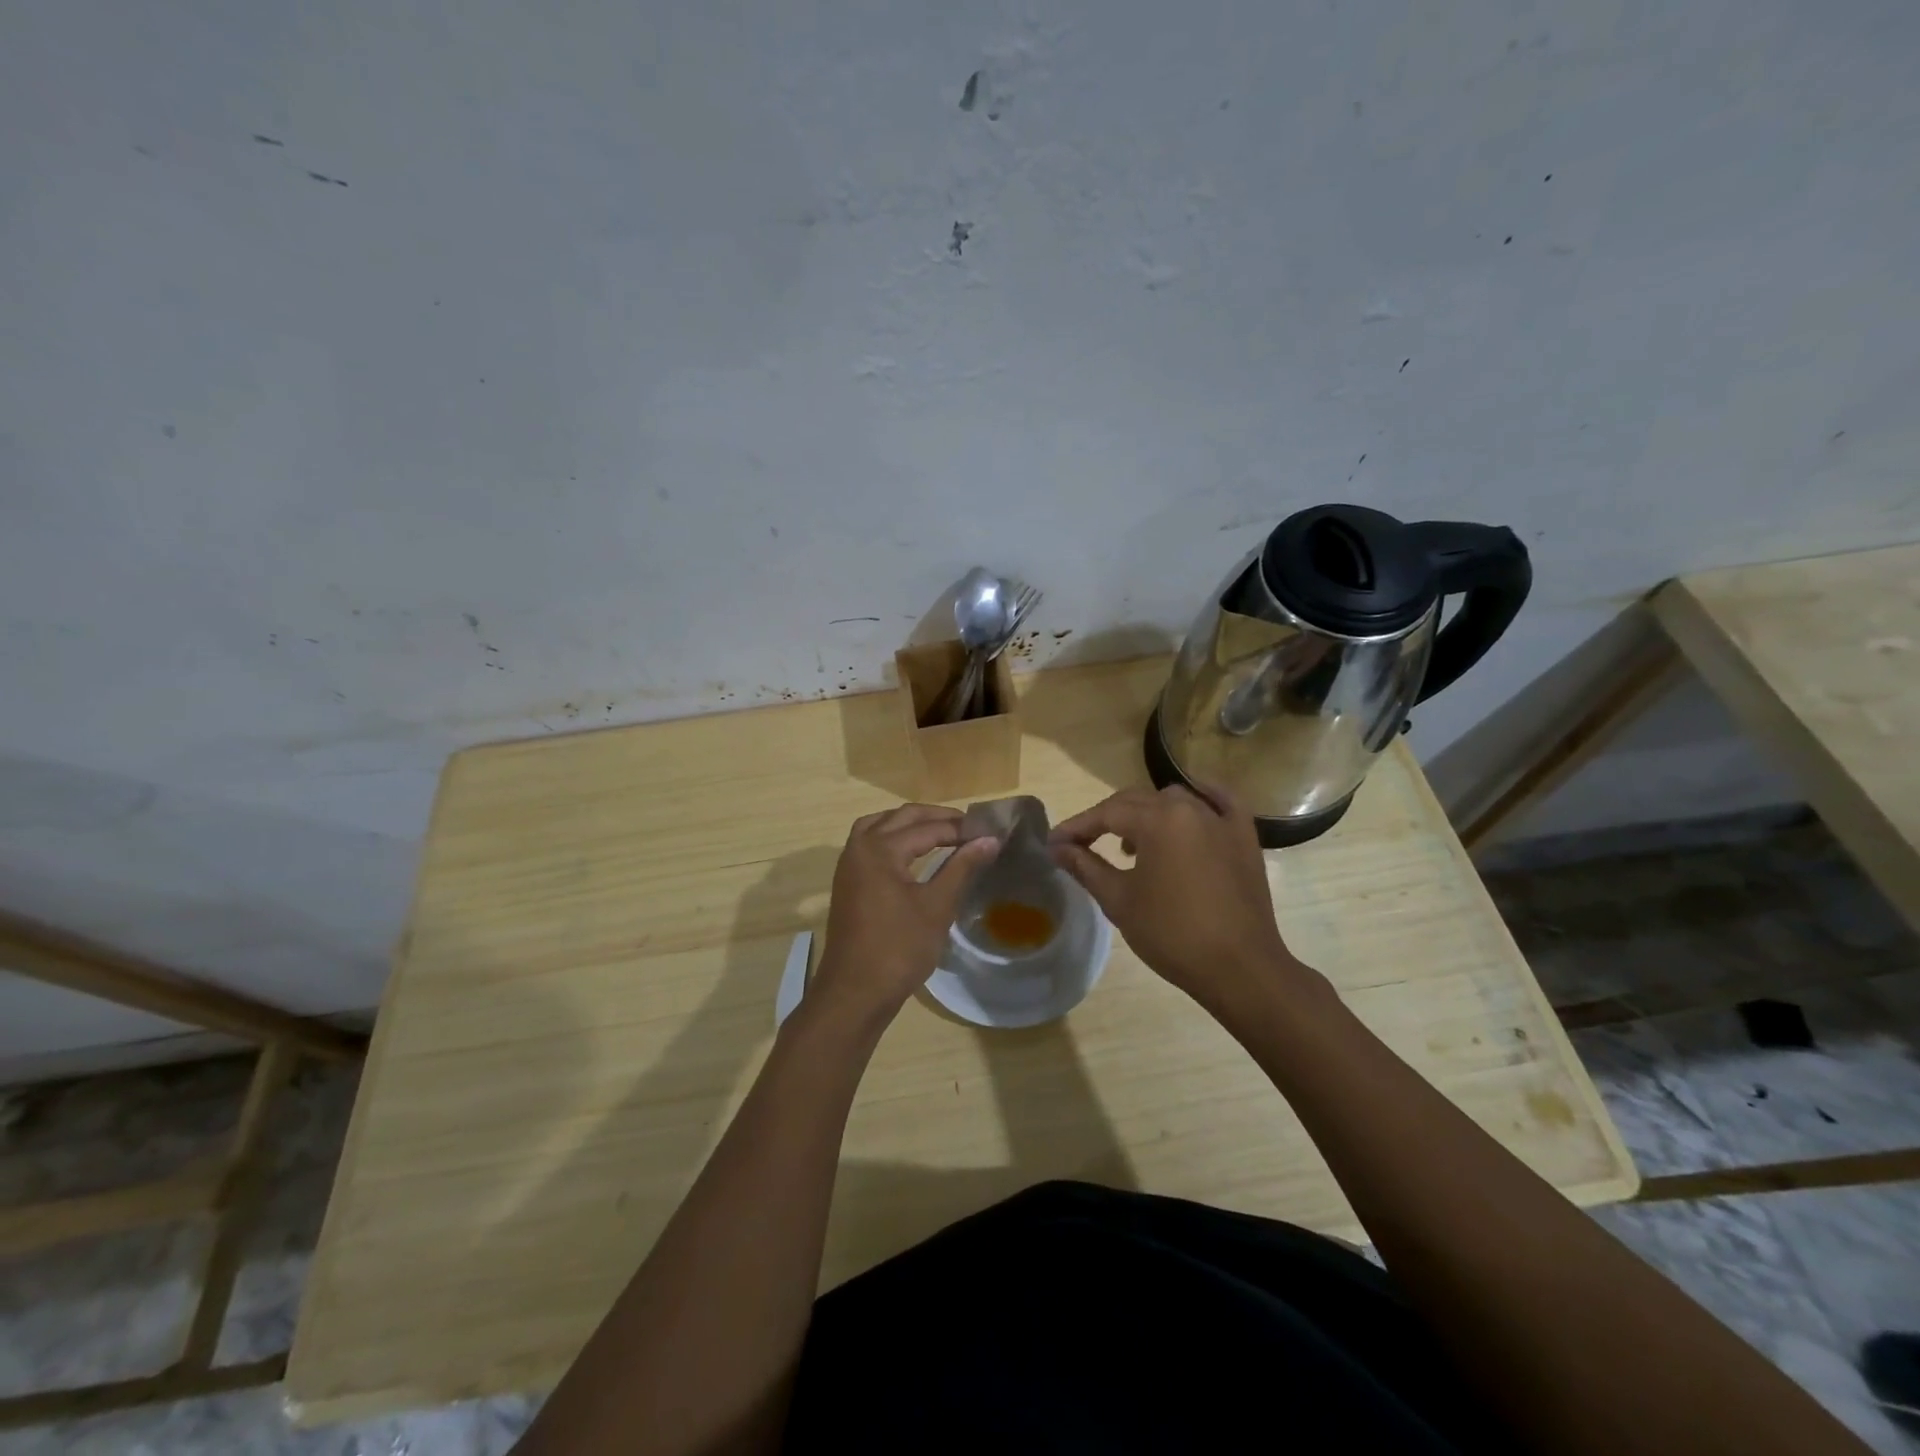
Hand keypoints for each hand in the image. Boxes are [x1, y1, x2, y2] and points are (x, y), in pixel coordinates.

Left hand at [810, 804, 998, 1025]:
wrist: (855, 993)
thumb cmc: (899, 949)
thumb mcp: (937, 906)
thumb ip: (962, 867)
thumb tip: (990, 839)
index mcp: (880, 848)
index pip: (927, 828)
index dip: (960, 829)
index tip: (989, 831)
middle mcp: (859, 847)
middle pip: (902, 818)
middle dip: (937, 818)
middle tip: (970, 827)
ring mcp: (849, 864)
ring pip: (880, 825)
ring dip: (910, 823)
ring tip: (941, 831)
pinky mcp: (847, 881)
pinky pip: (869, 842)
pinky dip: (892, 837)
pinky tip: (911, 851)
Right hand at [1050, 784, 1319, 1017]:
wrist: (1240, 968)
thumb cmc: (1172, 935)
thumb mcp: (1119, 901)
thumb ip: (1085, 866)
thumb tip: (1057, 848)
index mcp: (1158, 820)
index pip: (1107, 813)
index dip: (1077, 827)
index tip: (1054, 843)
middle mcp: (1190, 808)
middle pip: (1138, 801)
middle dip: (1106, 819)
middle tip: (1082, 844)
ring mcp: (1222, 820)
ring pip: (1174, 800)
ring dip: (1147, 813)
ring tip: (1131, 846)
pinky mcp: (1245, 837)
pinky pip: (1221, 802)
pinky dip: (1202, 798)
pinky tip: (1191, 805)